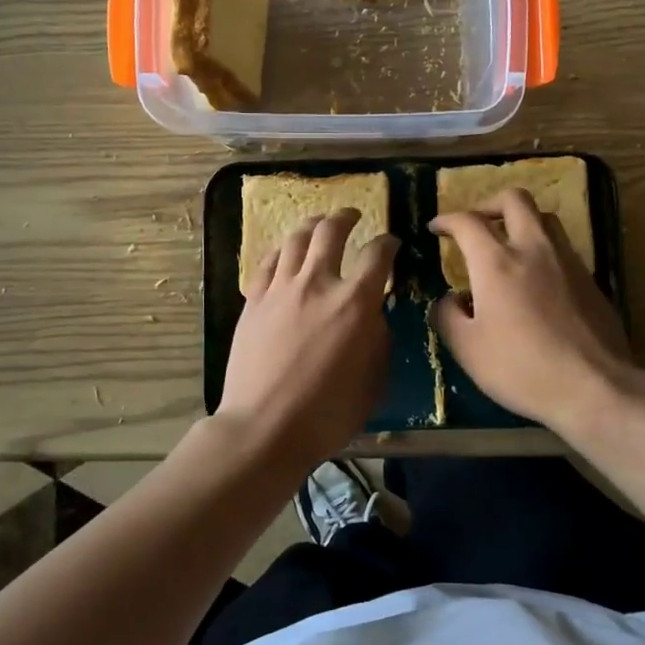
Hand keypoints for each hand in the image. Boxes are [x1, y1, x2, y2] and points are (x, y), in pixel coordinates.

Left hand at [216, 210, 398, 470]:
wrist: (264, 427)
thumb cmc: (327, 413)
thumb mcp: (373, 380)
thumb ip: (378, 338)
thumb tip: (373, 314)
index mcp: (355, 303)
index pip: (377, 255)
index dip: (388, 243)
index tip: (391, 243)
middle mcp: (318, 283)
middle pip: (332, 231)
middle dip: (346, 217)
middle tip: (352, 216)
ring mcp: (281, 289)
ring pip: (297, 238)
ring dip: (312, 224)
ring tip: (318, 223)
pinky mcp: (253, 300)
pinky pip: (269, 261)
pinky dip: (282, 250)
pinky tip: (286, 252)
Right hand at [430, 189, 637, 435]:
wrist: (594, 387)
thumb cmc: (521, 368)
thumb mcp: (467, 349)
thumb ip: (448, 316)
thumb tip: (450, 300)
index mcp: (496, 262)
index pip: (467, 222)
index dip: (447, 220)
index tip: (437, 228)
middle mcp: (533, 249)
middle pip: (514, 199)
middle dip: (489, 203)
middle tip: (477, 223)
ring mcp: (567, 261)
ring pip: (544, 218)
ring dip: (521, 221)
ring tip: (508, 245)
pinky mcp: (591, 279)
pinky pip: (562, 247)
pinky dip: (542, 249)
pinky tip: (536, 279)